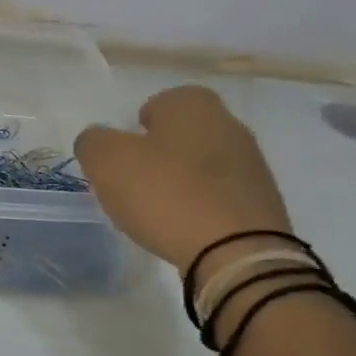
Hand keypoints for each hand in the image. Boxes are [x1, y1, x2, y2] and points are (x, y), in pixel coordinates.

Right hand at [74, 86, 291, 274]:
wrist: (236, 252)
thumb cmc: (166, 194)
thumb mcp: (106, 161)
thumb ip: (93, 142)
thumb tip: (99, 141)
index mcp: (193, 104)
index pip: (158, 103)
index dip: (135, 129)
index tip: (123, 158)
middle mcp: (229, 124)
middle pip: (181, 135)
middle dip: (159, 155)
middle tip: (135, 185)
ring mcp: (252, 164)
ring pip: (202, 166)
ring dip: (181, 183)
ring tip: (159, 213)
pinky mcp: (262, 202)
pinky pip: (220, 197)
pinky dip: (201, 208)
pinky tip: (186, 229)